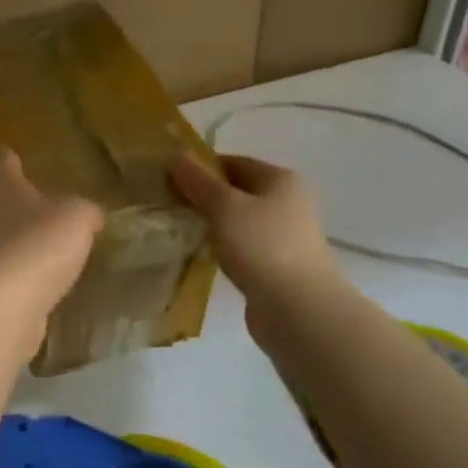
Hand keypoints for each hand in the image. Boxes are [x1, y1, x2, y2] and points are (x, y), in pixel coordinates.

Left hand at [0, 142, 102, 314]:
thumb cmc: (38, 245)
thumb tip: (90, 213)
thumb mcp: (77, 218)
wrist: (2, 307)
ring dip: (17, 238)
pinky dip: (19, 271)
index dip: (12, 158)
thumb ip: (84, 210)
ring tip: (47, 242)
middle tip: (45, 204)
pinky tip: (41, 278)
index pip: (1, 159)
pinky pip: (2, 269)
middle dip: (16, 201)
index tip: (21, 157)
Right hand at [168, 152, 341, 303]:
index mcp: (281, 180)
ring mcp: (284, 236)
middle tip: (168, 205)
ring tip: (179, 230)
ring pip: (238, 221)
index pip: (232, 163)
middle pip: (236, 191)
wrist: (299, 311)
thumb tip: (176, 156)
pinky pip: (242, 247)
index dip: (199, 169)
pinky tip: (201, 254)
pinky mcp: (277, 265)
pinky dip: (223, 247)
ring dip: (212, 224)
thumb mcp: (224, 207)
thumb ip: (198, 181)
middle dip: (203, 197)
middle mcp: (288, 203)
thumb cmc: (262, 247)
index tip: (168, 181)